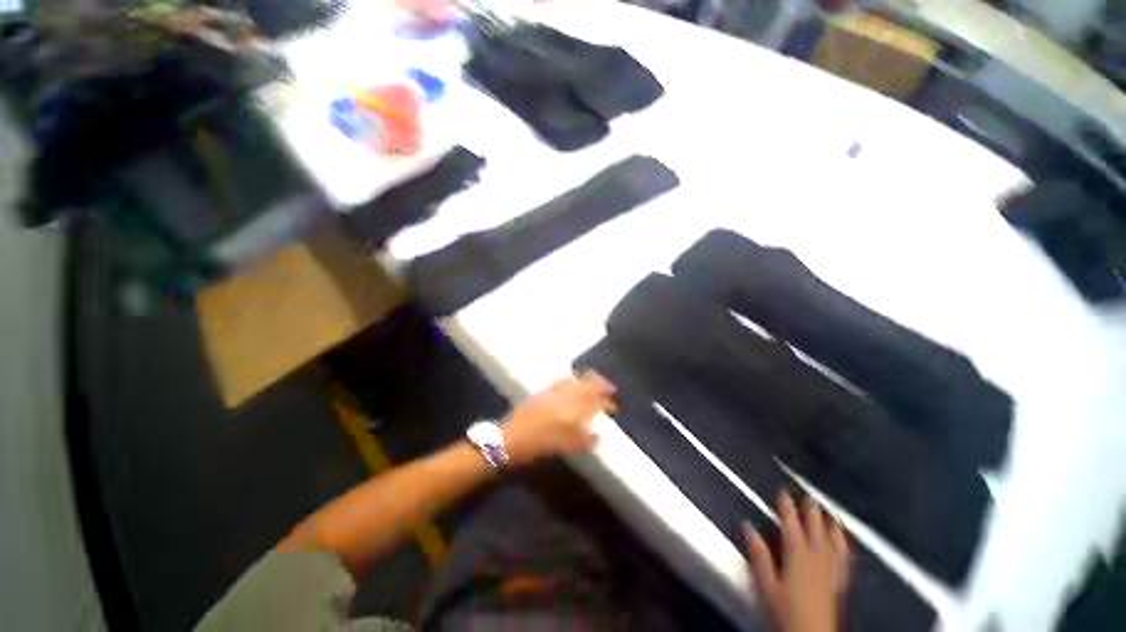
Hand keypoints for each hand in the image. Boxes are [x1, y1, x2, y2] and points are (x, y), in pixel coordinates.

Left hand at [502, 372, 616, 464]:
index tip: (614, 405)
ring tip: (595, 381)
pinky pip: (562, 381)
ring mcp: (552, 392)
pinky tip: (574, 381)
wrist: (509, 438)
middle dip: (600, 384)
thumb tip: (597, 434)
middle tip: (609, 387)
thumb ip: (583, 439)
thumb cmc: (537, 445)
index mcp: (570, 411)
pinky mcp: (542, 391)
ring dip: (587, 380)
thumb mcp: (563, 447)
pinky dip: (573, 379)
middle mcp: (563, 397)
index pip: (593, 401)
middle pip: (586, 385)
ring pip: (575, 380)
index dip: (606, 402)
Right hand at [744, 492, 850, 631]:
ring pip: (832, 542)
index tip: (783, 492)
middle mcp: (816, 558)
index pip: (791, 524)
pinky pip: (844, 560)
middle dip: (811, 511)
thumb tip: (748, 527)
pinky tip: (844, 543)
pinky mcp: (839, 582)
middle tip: (808, 495)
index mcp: (797, 555)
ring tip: (830, 513)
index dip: (786, 507)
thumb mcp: (765, 583)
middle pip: (814, 529)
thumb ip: (759, 554)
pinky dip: (843, 547)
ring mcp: (830, 570)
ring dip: (830, 525)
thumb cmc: (784, 610)